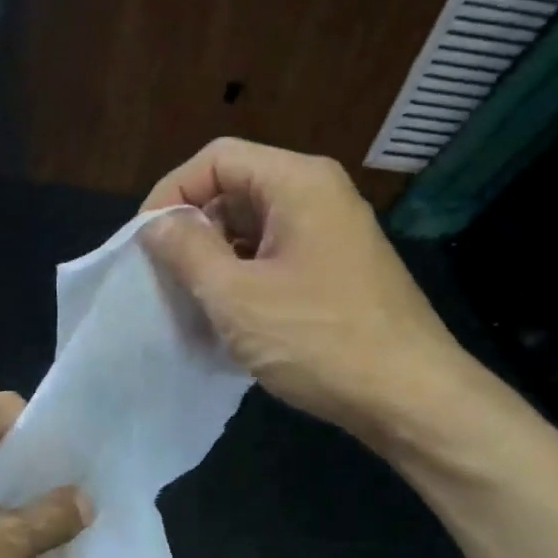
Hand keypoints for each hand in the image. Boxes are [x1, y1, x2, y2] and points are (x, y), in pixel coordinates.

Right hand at [140, 138, 479, 443]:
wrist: (413, 398)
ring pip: (253, 225)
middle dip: (193, 227)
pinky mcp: (338, 268)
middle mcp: (319, 195)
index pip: (216, 159)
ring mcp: (333, 232)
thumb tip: (156, 223)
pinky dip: (244, 274)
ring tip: (192, 299)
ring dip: (216, 256)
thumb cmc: (319, 339)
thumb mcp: (236, 296)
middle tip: (164, 274)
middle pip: (235, 188)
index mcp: (298, 183)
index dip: (171, 192)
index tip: (145, 240)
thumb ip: (186, 250)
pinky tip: (230, 315)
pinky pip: (276, 253)